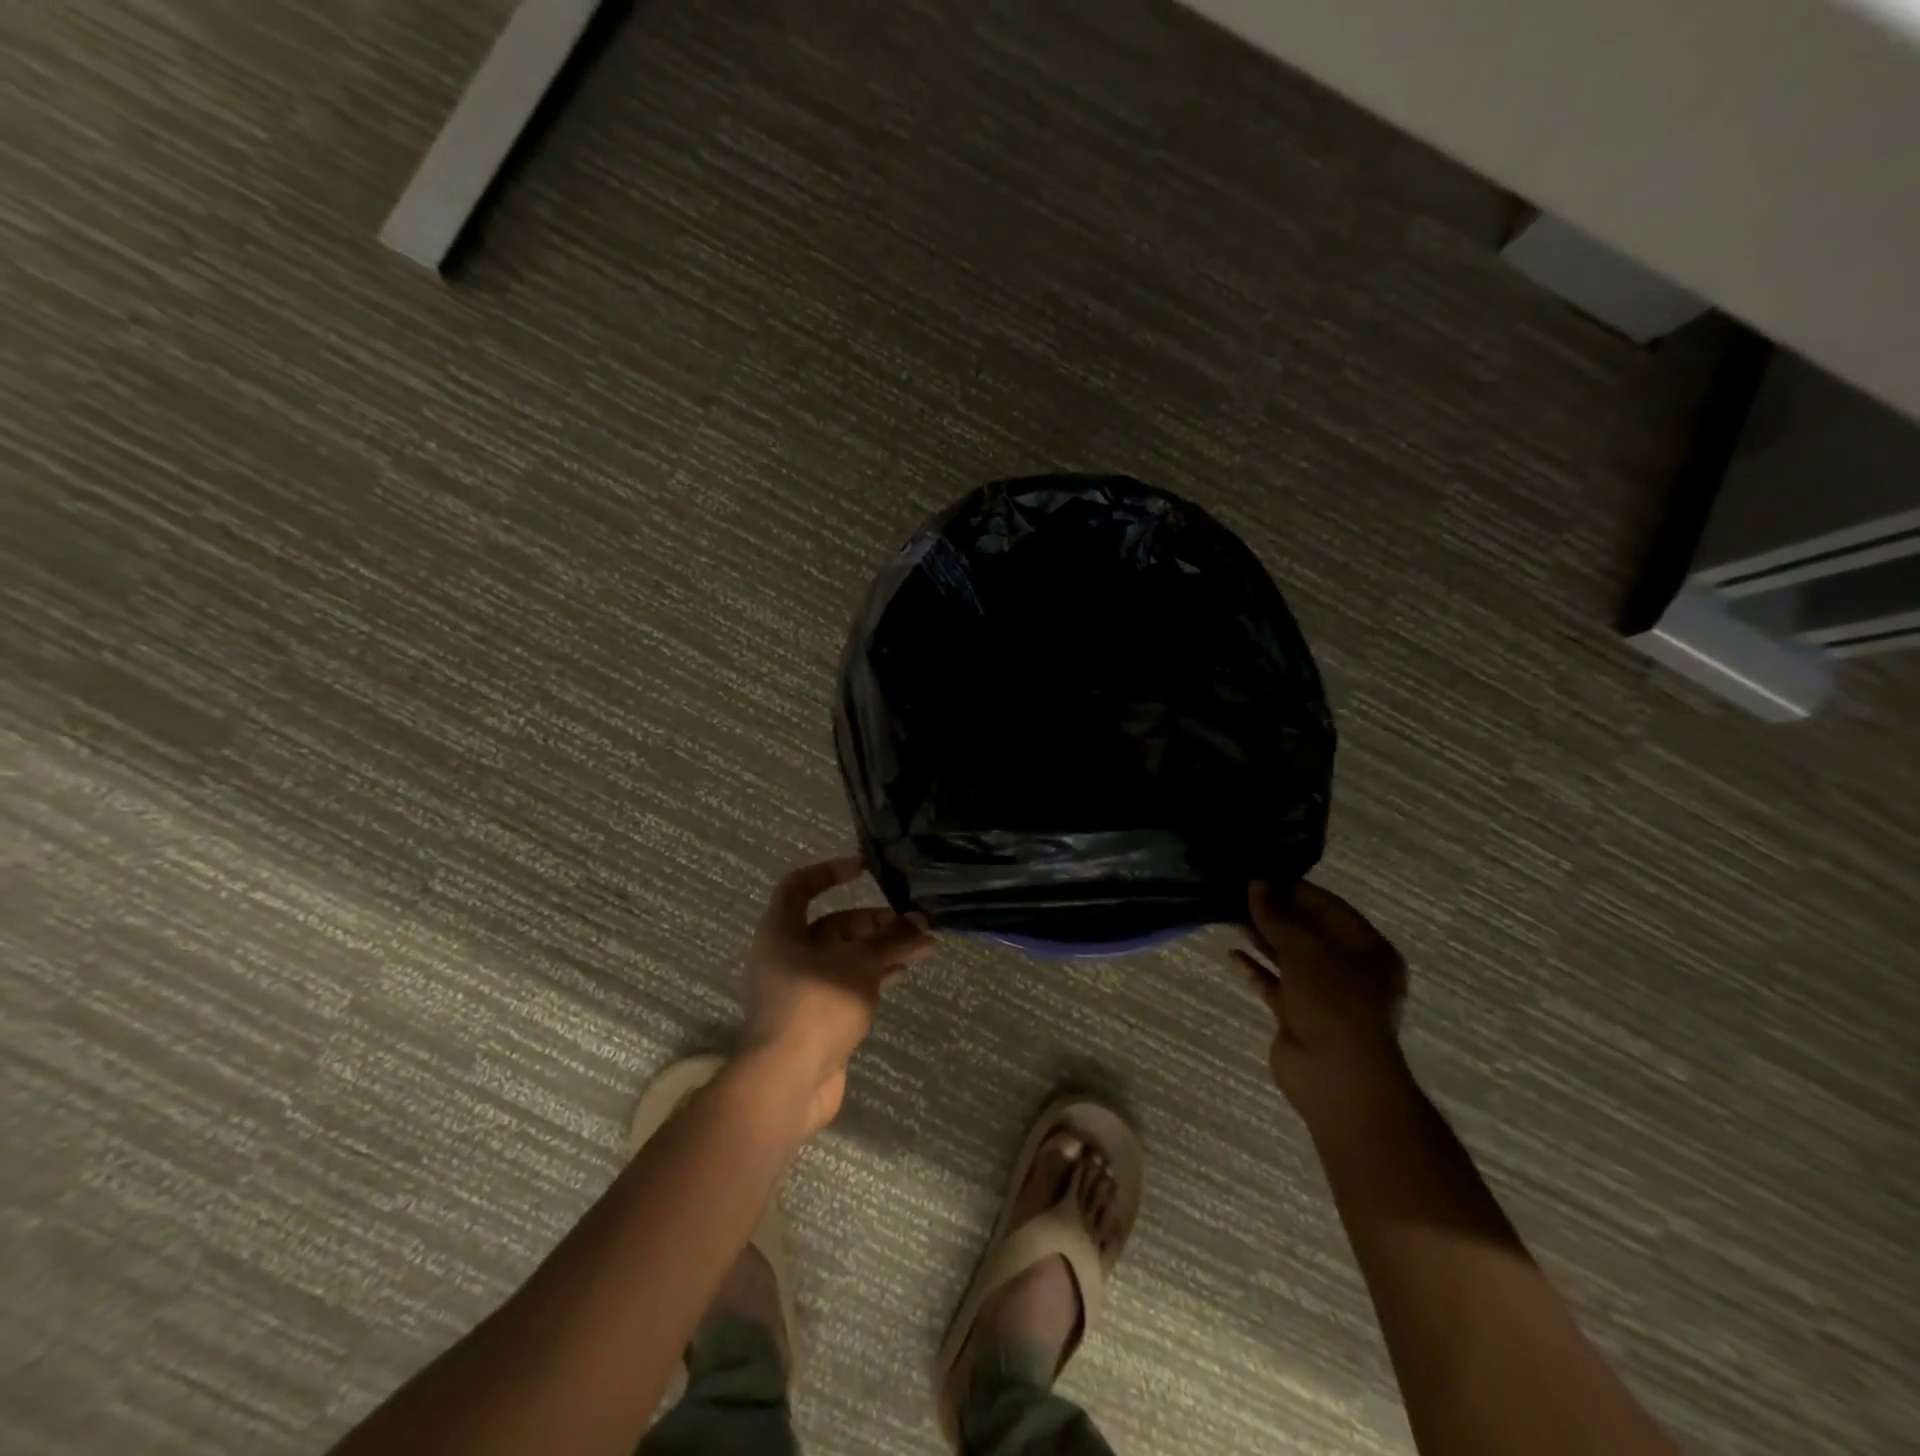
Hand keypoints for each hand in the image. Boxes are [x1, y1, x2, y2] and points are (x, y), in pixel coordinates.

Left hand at [740, 857, 934, 1132]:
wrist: (786, 1082)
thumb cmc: (816, 1006)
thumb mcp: (860, 964)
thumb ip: (891, 940)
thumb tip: (921, 922)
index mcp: (781, 931)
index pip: (799, 886)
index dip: (829, 872)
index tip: (864, 871)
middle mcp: (786, 954)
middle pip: (832, 925)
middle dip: (873, 922)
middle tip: (912, 922)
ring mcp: (800, 988)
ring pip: (843, 956)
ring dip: (880, 949)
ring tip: (921, 946)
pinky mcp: (814, 1016)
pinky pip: (846, 983)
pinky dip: (872, 975)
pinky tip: (901, 973)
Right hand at [1232, 880, 1409, 1125]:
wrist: (1335, 1077)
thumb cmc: (1333, 1002)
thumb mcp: (1305, 949)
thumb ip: (1278, 916)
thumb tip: (1257, 883)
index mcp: (1367, 950)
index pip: (1328, 907)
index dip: (1293, 890)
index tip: (1258, 876)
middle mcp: (1349, 969)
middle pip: (1307, 932)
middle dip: (1274, 913)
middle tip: (1237, 893)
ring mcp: (1324, 995)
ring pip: (1289, 957)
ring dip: (1261, 938)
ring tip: (1228, 917)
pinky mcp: (1300, 1015)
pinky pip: (1275, 985)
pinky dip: (1256, 970)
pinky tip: (1232, 956)